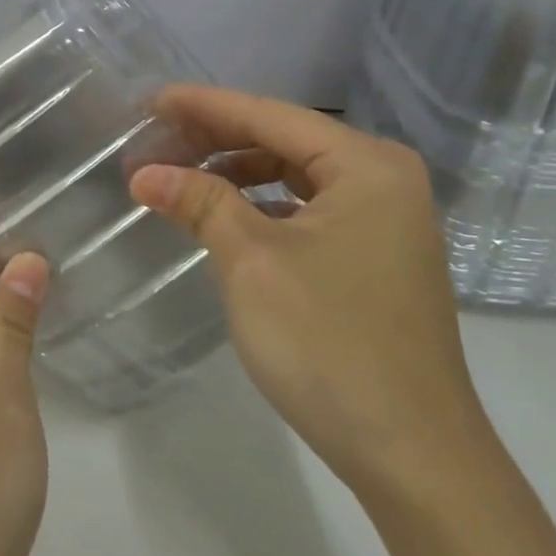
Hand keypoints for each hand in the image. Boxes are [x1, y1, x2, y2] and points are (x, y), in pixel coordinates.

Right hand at [129, 85, 493, 506]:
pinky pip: (305, 208)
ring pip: (293, 174)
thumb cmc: (329, 343)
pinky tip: (223, 213)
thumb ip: (199, 202)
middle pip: (283, 139)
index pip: (269, 115)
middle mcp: (383, 180)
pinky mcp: (374, 256)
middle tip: (154, 139)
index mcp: (366, 166)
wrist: (412, 455)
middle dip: (216, 137)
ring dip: (235, 170)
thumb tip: (144, 173)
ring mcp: (384, 220)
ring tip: (178, 174)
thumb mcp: (251, 262)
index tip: (149, 100)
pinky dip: (260, 204)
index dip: (203, 106)